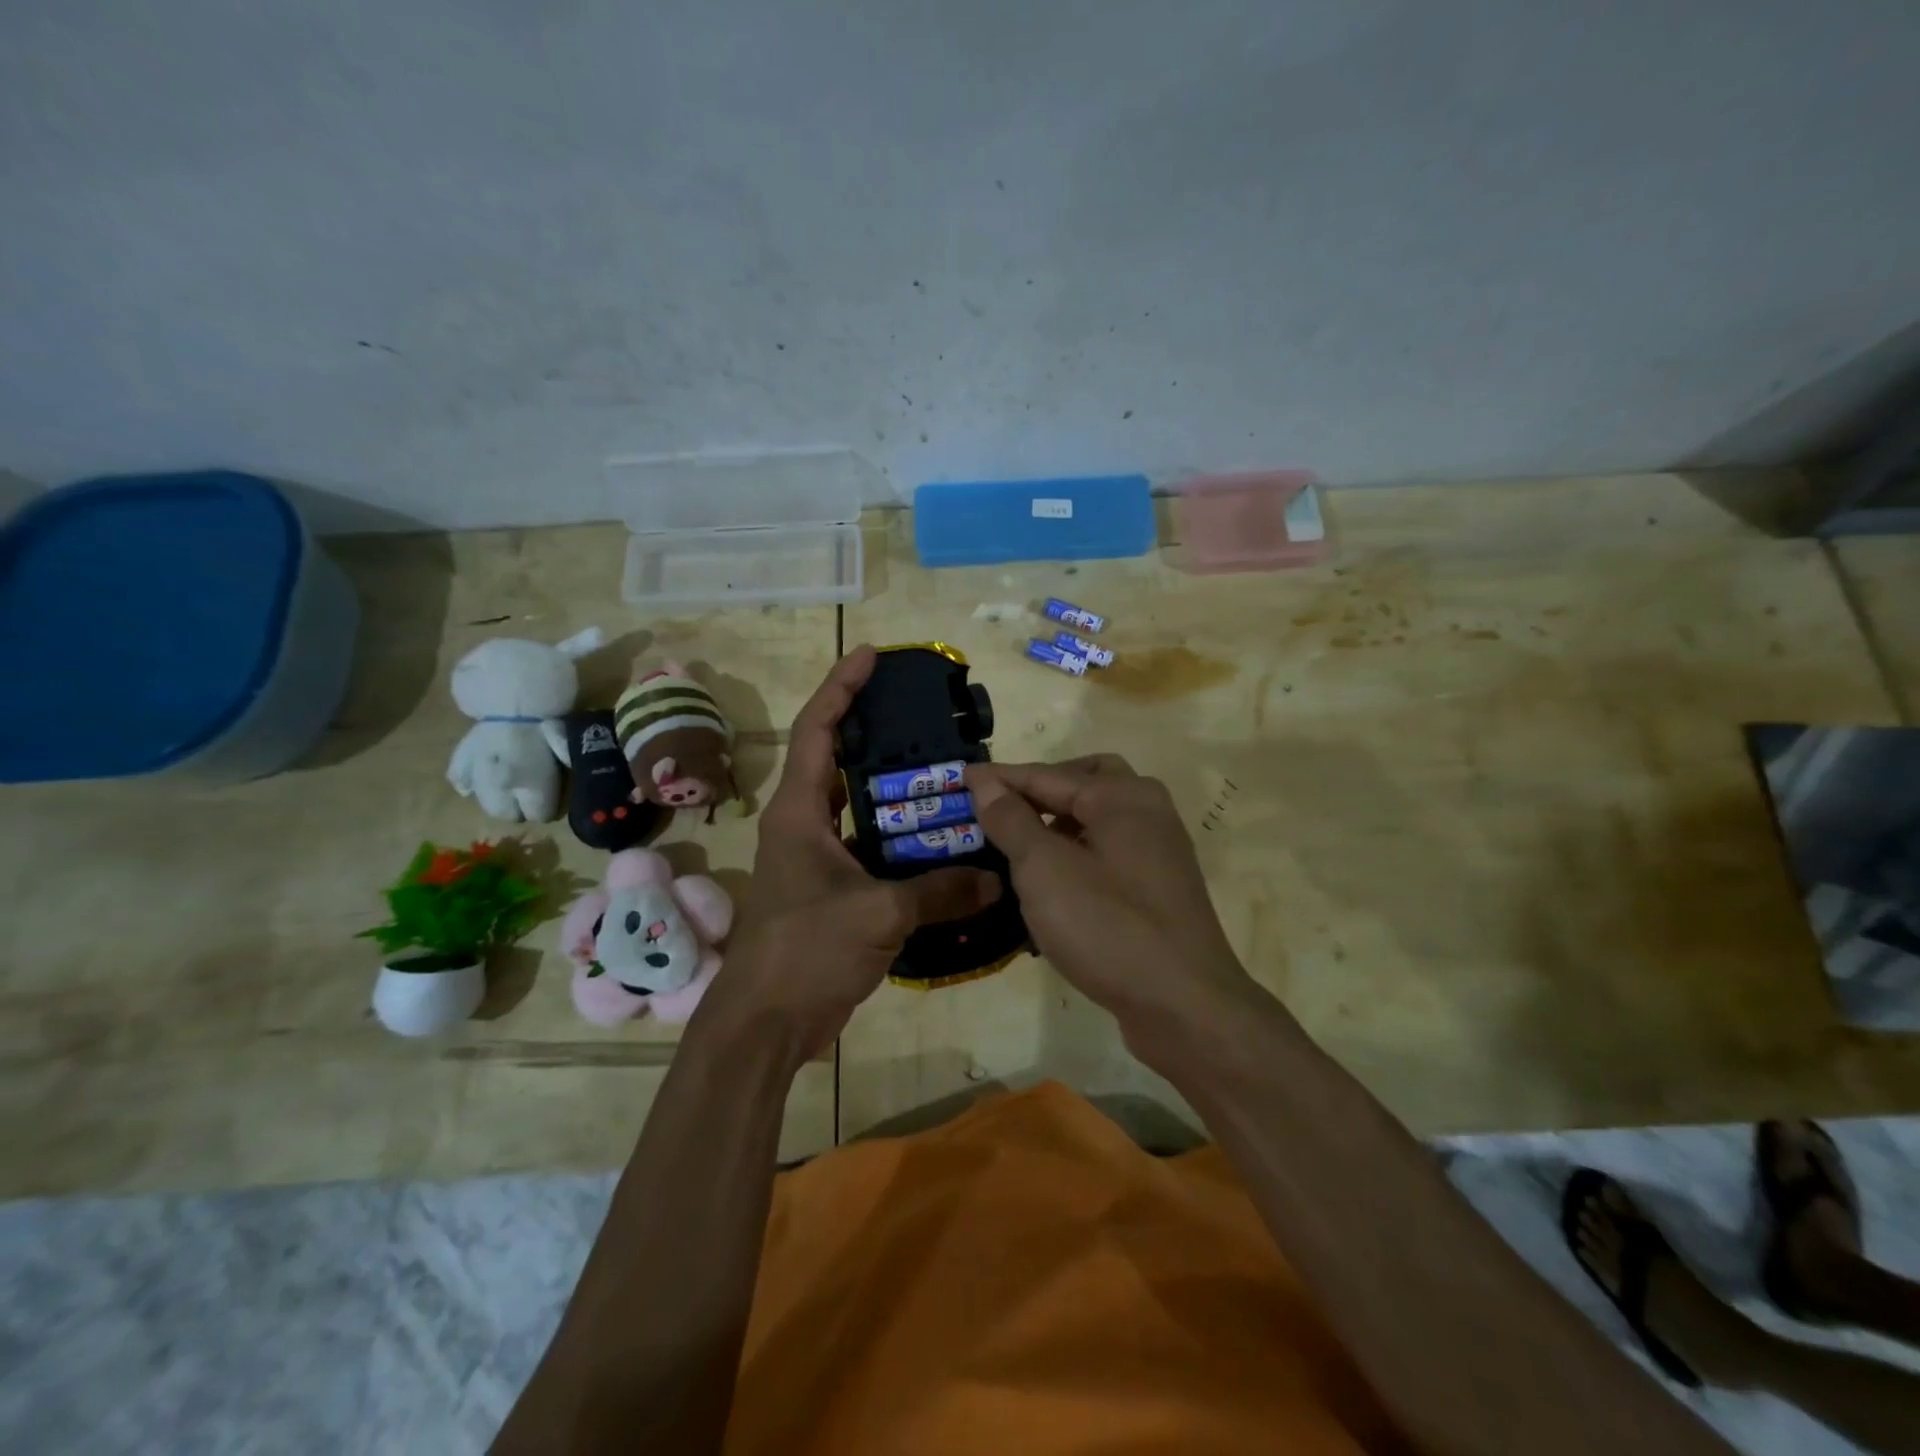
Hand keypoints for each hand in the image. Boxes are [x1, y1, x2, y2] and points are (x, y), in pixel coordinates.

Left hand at [695, 646, 1000, 1065]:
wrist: (766, 1024)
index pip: (816, 730)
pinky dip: (901, 841)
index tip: (871, 657)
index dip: (840, 687)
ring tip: (944, 773)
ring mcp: (816, 859)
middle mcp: (804, 825)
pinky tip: (940, 842)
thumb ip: (939, 892)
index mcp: (799, 812)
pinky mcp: (832, 891)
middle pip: (837, 760)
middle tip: (923, 716)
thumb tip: (996, 880)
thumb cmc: (804, 951)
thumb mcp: (877, 914)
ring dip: (893, 791)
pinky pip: (871, 849)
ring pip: (858, 808)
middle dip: (874, 732)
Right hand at [966, 756, 1260, 1056]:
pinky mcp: (1160, 889)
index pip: (1048, 775)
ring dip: (1059, 822)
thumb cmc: (1107, 926)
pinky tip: (1052, 882)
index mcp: (1122, 796)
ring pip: (1100, 818)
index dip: (1000, 777)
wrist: (1184, 1006)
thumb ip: (1011, 820)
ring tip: (1019, 844)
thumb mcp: (1044, 869)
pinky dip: (1079, 852)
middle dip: (1042, 789)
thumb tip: (985, 781)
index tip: (960, 777)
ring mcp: (1159, 852)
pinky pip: (1110, 853)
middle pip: (1086, 781)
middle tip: (1003, 806)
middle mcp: (1148, 812)